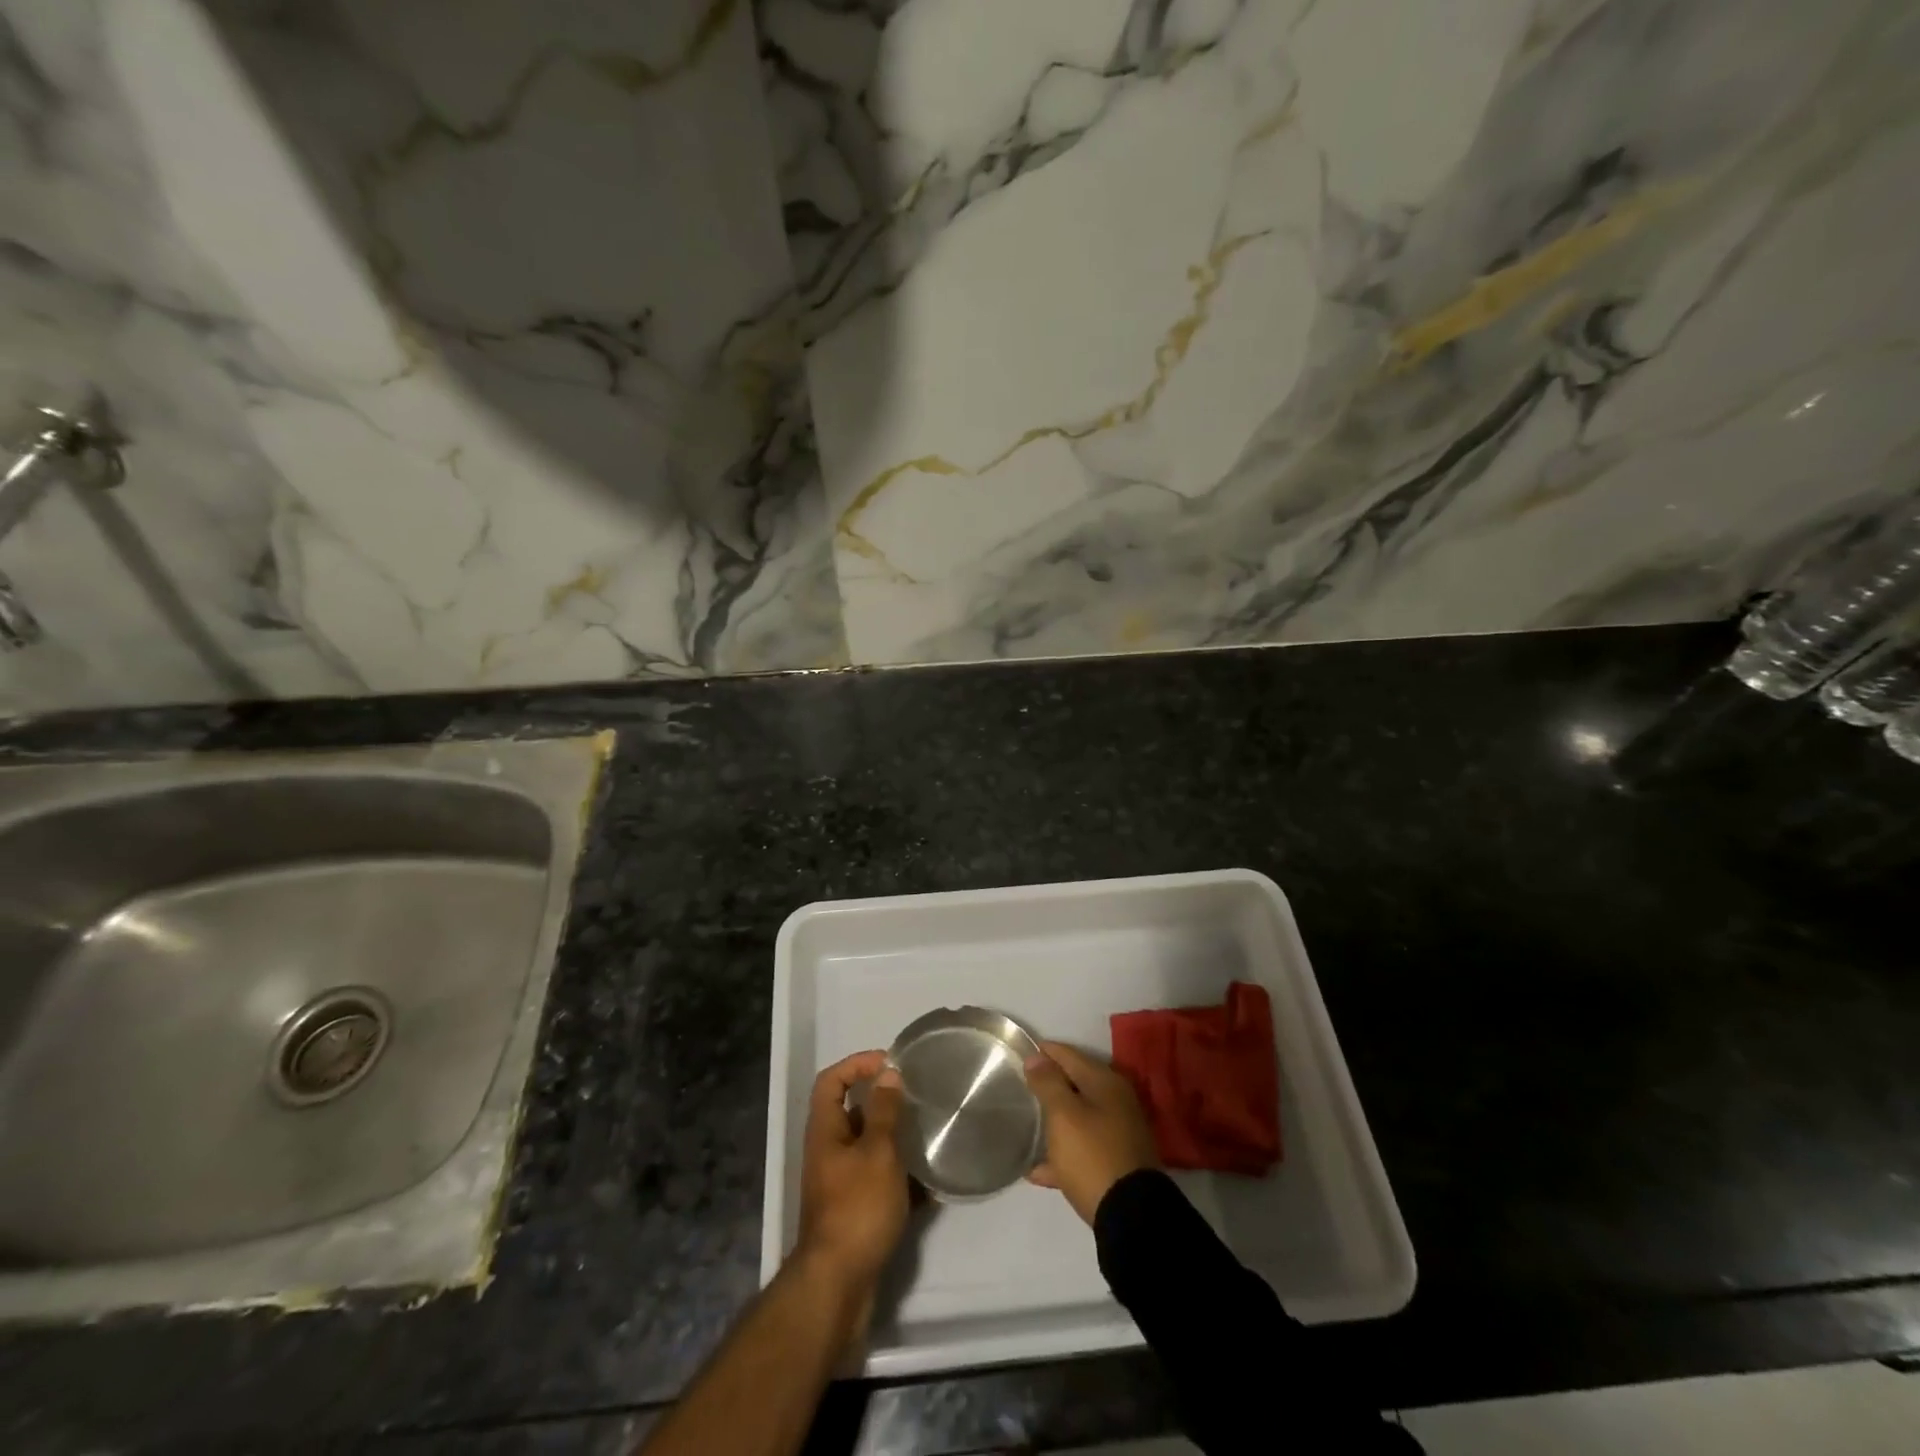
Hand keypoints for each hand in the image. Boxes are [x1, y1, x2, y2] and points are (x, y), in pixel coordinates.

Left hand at [795, 1051, 909, 1297]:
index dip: (857, 1064)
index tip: (890, 1063)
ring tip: (929, 1135)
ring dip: (896, 1140)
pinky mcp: (856, 1211)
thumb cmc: (857, 1208)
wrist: (838, 1286)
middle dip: (884, 1102)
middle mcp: (829, 1152)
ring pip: (870, 1147)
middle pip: (852, 1112)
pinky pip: (880, 1180)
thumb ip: (884, 1111)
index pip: (831, 1080)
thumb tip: (887, 1073)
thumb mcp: (877, 1152)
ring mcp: (841, 1183)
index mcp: (826, 1131)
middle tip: (916, 1098)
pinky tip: (930, 1184)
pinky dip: (902, 1178)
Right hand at [1024, 1041, 1160, 1224]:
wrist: (1131, 1216)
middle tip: (1021, 1085)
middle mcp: (1116, 1102)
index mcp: (1105, 1082)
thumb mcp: (1064, 1115)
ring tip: (1027, 1123)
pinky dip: (1062, 1155)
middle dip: (1050, 1084)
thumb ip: (1049, 1083)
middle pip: (1076, 1084)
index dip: (1044, 1051)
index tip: (1020, 1051)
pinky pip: (1083, 1150)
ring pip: (1079, 1118)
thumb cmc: (1092, 1155)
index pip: (1069, 1055)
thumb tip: (1036, 1056)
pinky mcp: (1116, 1163)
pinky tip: (1037, 1170)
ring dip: (1055, 1120)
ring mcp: (1118, 1133)